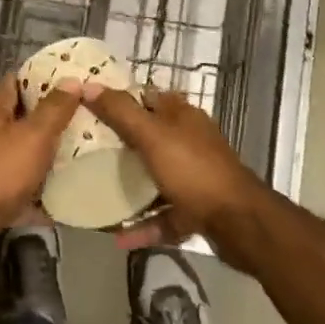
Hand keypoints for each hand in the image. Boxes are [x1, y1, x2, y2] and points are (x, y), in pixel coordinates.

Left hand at [0, 78, 82, 236]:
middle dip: (51, 115)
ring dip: (48, 149)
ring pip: (24, 149)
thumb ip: (54, 109)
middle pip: (22, 116)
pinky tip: (66, 188)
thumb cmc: (0, 172)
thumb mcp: (33, 135)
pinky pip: (25, 182)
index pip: (16, 81)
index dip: (42, 76)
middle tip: (85, 114)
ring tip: (83, 148)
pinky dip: (42, 184)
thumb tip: (72, 80)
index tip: (70, 77)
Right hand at [82, 85, 278, 266]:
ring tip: (98, 190)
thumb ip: (120, 112)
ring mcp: (194, 176)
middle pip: (149, 135)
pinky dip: (144, 224)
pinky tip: (119, 237)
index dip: (118, 98)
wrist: (239, 223)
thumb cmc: (193, 170)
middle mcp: (190, 141)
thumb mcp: (152, 136)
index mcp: (182, 116)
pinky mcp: (196, 207)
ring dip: (131, 185)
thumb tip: (87, 86)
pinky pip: (163, 214)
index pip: (146, 96)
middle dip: (120, 142)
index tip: (87, 107)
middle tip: (85, 150)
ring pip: (156, 175)